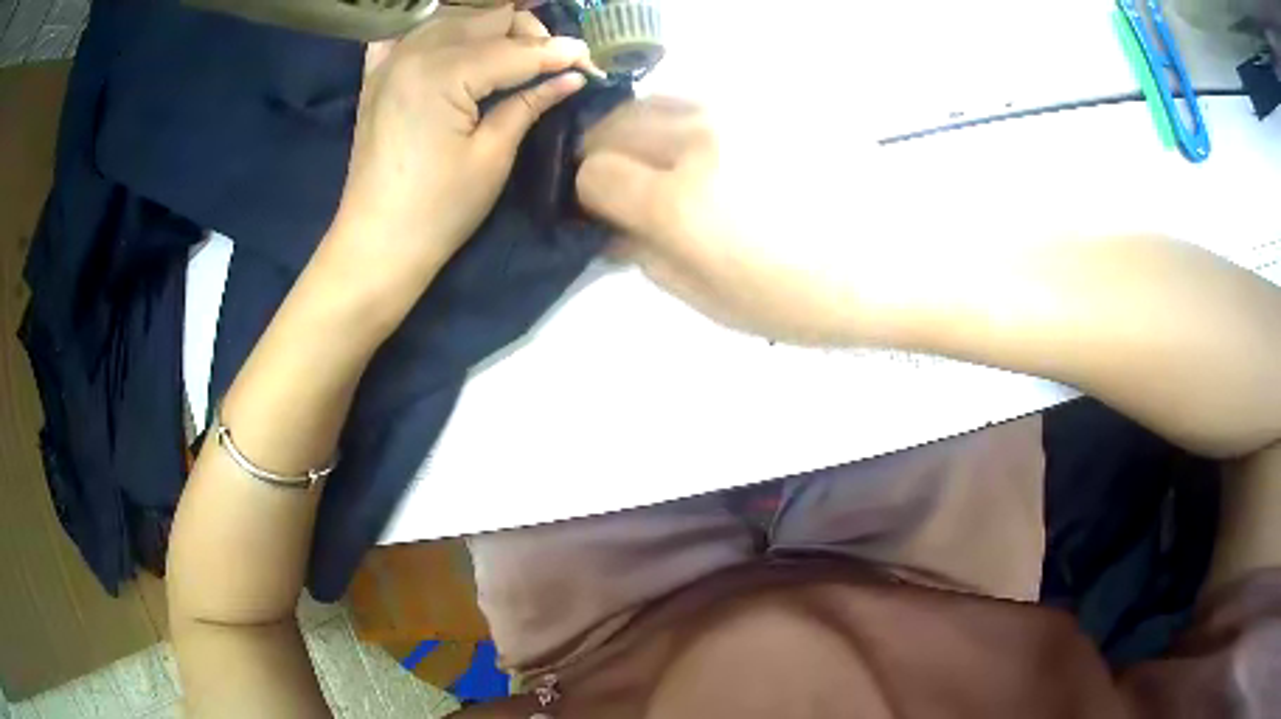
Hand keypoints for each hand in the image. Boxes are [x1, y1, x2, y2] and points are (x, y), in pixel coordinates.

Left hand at [328, 5, 593, 292]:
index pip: (515, 49)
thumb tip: (573, 76)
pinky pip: (408, 32)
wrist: (376, 244)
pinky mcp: (376, 76)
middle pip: (486, 18)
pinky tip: (454, 44)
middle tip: (553, 63)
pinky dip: (436, 31)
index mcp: (443, 73)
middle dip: (527, 33)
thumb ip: (530, 104)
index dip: (559, 53)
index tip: (591, 61)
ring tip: (514, 55)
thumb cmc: (438, 211)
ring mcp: (389, 61)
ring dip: (490, 27)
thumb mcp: (492, 157)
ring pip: (454, 17)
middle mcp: (414, 52)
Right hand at [576, 99, 873, 344]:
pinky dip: (688, 121)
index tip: (609, 213)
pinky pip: (702, 98)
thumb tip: (610, 227)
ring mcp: (738, 109)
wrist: (896, 261)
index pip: (592, 173)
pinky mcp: (769, 99)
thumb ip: (646, 258)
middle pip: (612, 125)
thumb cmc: (807, 300)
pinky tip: (721, 151)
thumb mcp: (714, 301)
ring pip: (653, 101)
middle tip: (633, 187)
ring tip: (674, 165)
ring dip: (644, 131)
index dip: (590, 196)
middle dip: (607, 156)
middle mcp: (698, 139)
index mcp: (679, 202)